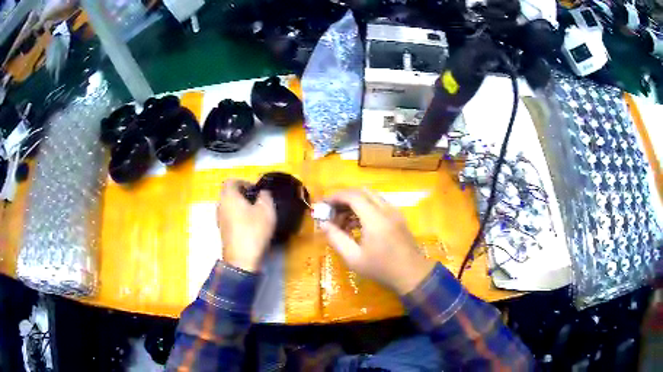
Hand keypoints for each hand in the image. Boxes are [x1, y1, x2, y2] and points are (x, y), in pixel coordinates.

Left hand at [217, 179, 275, 271]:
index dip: (244, 182)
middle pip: (229, 194)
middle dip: (243, 195)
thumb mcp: (266, 210)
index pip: (231, 181)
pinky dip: (239, 218)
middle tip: (258, 201)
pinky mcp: (223, 232)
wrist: (242, 259)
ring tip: (256, 214)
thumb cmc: (253, 230)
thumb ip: (265, 196)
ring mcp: (220, 220)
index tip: (256, 190)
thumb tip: (262, 192)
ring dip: (241, 207)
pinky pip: (230, 218)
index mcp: (228, 196)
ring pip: (229, 207)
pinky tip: (251, 226)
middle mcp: (220, 206)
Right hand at [321, 189, 435, 294]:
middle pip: (362, 192)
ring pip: (371, 197)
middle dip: (344, 199)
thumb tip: (324, 224)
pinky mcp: (399, 217)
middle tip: (331, 212)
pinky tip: (357, 225)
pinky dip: (365, 208)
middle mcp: (386, 210)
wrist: (412, 275)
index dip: (336, 197)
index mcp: (375, 219)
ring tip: (342, 222)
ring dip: (355, 203)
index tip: (323, 205)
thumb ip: (336, 239)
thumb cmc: (381, 269)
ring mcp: (395, 212)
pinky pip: (379, 204)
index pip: (353, 196)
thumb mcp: (354, 258)